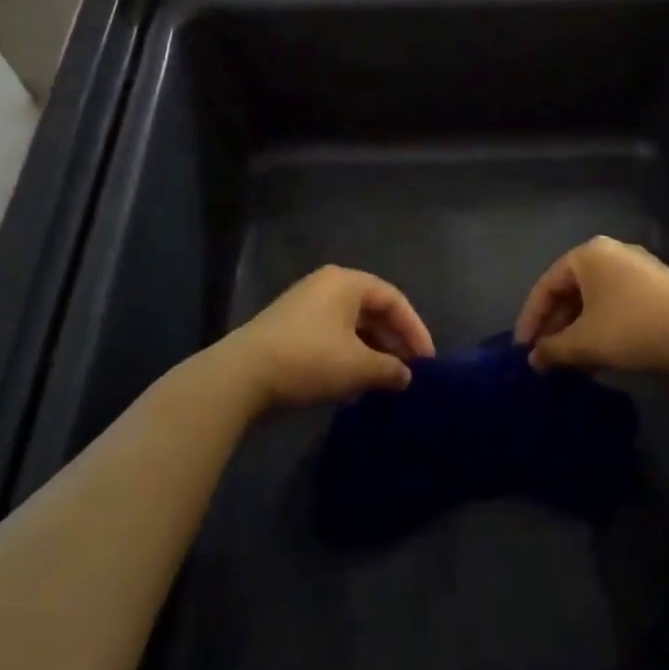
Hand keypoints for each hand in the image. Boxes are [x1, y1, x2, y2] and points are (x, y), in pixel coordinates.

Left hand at [219, 266, 434, 414]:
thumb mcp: (358, 367)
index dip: (415, 330)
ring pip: (351, 326)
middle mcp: (326, 286)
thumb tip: (406, 376)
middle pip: (372, 311)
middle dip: (393, 343)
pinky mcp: (288, 328)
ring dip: (371, 353)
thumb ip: (390, 369)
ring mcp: (304, 305)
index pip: (394, 300)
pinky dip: (347, 357)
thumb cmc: (310, 360)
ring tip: (384, 382)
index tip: (428, 361)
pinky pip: (331, 337)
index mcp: (347, 282)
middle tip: (409, 372)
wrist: (241, 376)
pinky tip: (352, 387)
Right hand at [514, 236, 668, 377]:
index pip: (546, 286)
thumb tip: (534, 360)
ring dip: (578, 331)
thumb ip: (553, 350)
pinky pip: (616, 305)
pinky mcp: (658, 288)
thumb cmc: (634, 328)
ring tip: (569, 363)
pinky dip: (601, 328)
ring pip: (594, 300)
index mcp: (588, 255)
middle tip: (545, 358)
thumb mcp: (585, 342)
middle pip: (571, 291)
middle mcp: (611, 253)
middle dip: (556, 327)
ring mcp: (638, 269)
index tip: (522, 351)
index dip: (530, 320)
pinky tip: (599, 356)